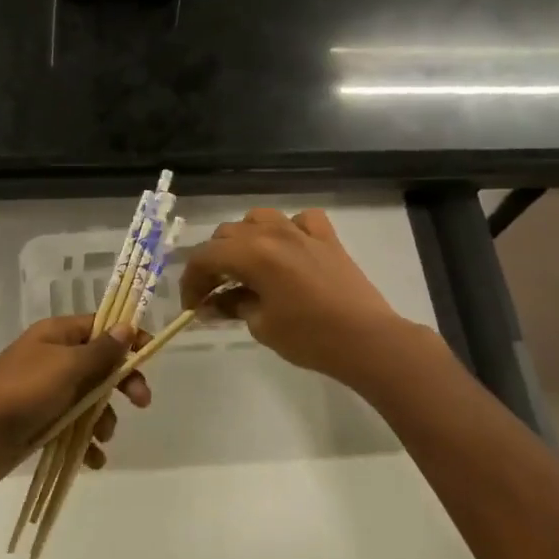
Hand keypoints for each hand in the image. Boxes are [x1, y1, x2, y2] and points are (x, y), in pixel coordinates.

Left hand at [0, 314, 151, 484]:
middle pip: (100, 366)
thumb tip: (127, 325)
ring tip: (102, 438)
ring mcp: (46, 392)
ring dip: (103, 419)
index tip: (150, 354)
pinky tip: (93, 460)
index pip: (100, 327)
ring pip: (89, 400)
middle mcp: (54, 359)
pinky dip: (85, 442)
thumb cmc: (22, 391)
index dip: (127, 338)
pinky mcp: (41, 422)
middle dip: (121, 384)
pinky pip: (73, 428)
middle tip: (141, 402)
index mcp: (57, 336)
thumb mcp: (66, 367)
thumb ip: (100, 351)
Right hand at [179, 208, 408, 382]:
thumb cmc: (309, 337)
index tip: (192, 305)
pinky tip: (289, 248)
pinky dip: (288, 230)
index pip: (206, 257)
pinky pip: (301, 220)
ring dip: (244, 239)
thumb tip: (213, 304)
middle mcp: (274, 233)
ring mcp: (303, 232)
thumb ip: (233, 306)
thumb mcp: (261, 325)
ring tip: (245, 265)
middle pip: (227, 234)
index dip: (191, 281)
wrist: (367, 340)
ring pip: (259, 218)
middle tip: (213, 292)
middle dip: (214, 261)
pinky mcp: (327, 239)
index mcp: (253, 254)